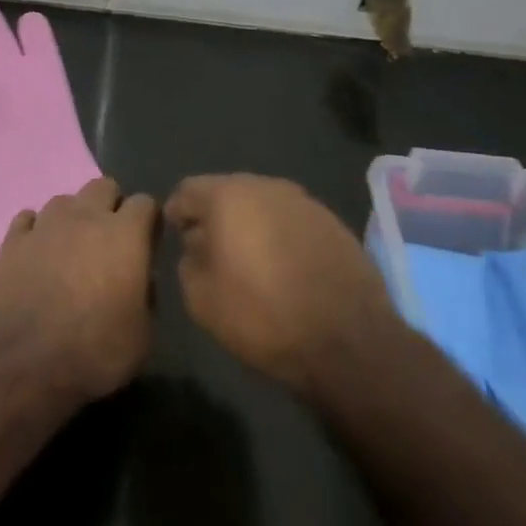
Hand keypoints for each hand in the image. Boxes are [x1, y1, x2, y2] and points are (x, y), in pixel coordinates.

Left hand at [0, 176, 158, 404]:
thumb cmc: (92, 351)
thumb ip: (146, 298)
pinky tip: (37, 253)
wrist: (21, 361)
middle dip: (111, 206)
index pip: (145, 203)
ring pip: (65, 200)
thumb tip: (141, 281)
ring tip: (71, 249)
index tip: (147, 243)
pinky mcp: (13, 239)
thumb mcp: (141, 338)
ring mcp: (46, 224)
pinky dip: (36, 231)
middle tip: (110, 241)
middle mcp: (85, 216)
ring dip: (73, 218)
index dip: (149, 221)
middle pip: (104, 186)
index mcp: (124, 234)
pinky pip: (28, 220)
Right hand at [167, 174, 397, 395]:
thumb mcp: (202, 300)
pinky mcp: (331, 221)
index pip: (187, 190)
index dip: (177, 213)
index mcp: (228, 195)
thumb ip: (187, 262)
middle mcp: (265, 185)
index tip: (176, 238)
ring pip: (262, 204)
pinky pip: (291, 220)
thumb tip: (196, 245)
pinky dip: (281, 236)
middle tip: (211, 250)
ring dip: (250, 225)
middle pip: (227, 192)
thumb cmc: (264, 315)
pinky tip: (285, 268)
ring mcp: (303, 200)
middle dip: (215, 216)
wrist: (349, 340)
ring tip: (250, 261)